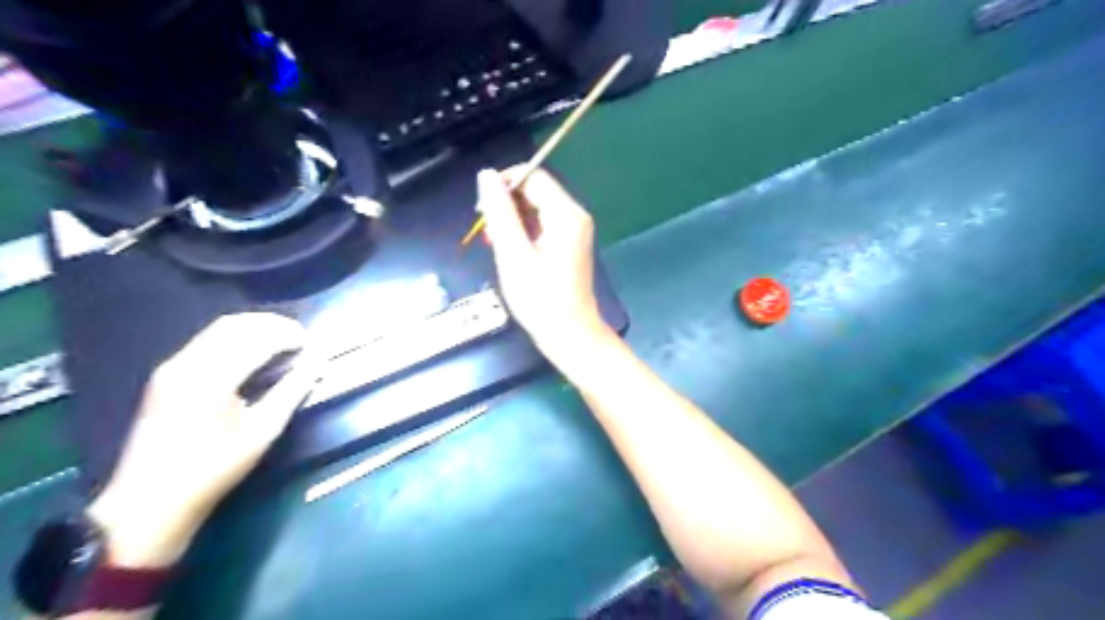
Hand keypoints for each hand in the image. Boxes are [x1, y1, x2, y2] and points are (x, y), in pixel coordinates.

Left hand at [87, 315, 318, 565]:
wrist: (151, 500)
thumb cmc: (214, 468)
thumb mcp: (263, 431)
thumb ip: (292, 390)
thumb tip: (318, 362)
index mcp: (211, 379)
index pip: (257, 339)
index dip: (288, 334)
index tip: (311, 342)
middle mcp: (187, 364)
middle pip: (234, 325)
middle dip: (271, 325)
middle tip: (299, 337)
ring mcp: (171, 368)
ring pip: (218, 330)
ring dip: (253, 329)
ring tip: (281, 342)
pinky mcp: (166, 375)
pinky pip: (206, 341)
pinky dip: (235, 338)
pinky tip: (252, 353)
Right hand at [478, 166, 612, 365]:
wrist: (570, 335)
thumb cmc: (540, 299)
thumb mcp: (513, 254)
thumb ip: (500, 213)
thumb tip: (487, 175)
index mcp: (566, 214)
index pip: (533, 176)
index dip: (503, 184)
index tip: (481, 209)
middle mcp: (575, 216)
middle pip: (536, 191)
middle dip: (507, 204)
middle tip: (486, 232)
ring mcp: (575, 230)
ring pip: (537, 208)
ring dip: (512, 220)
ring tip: (495, 244)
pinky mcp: (570, 244)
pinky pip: (543, 225)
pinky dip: (523, 232)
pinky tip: (510, 251)